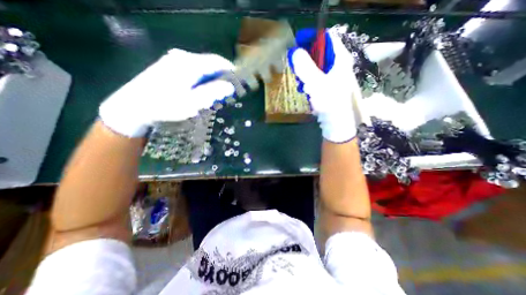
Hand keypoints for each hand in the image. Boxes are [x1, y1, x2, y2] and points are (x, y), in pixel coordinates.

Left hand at [100, 48, 234, 138]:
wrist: (133, 106)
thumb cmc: (164, 106)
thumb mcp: (192, 102)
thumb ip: (212, 93)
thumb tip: (230, 86)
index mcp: (190, 64)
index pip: (218, 62)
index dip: (231, 71)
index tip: (239, 82)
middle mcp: (183, 57)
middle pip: (210, 65)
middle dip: (221, 78)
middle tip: (226, 94)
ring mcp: (175, 60)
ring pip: (202, 68)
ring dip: (211, 81)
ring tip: (214, 96)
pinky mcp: (170, 66)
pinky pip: (193, 70)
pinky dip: (201, 80)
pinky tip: (200, 92)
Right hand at [288, 26, 356, 142]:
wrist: (335, 123)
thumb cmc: (329, 102)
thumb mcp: (316, 82)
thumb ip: (305, 66)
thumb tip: (295, 51)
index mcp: (340, 59)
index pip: (327, 38)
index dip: (312, 38)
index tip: (297, 43)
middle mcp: (338, 66)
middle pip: (319, 54)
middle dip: (306, 60)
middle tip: (296, 67)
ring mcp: (332, 78)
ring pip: (315, 68)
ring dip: (305, 74)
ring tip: (302, 85)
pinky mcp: (327, 88)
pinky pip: (315, 80)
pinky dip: (308, 83)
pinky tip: (305, 91)